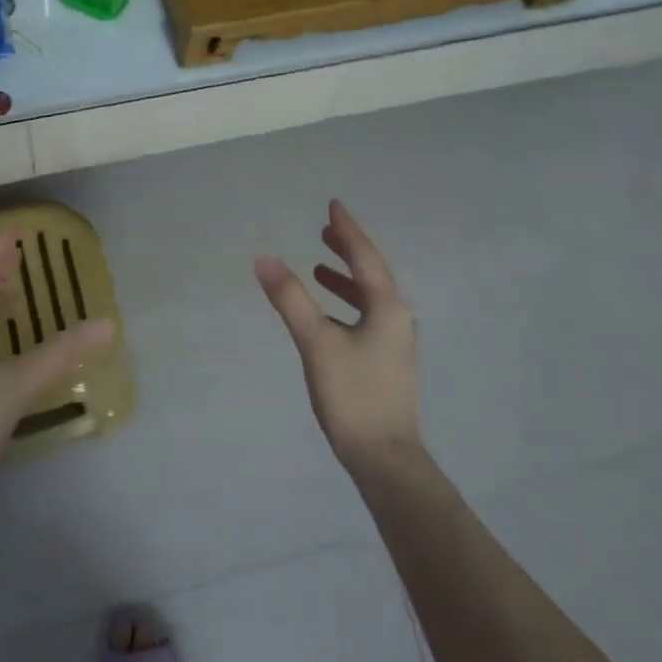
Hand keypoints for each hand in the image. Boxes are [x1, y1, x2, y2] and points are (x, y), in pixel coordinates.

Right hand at [255, 200, 422, 473]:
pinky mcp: (385, 362)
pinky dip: (346, 304)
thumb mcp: (317, 343)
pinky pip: (365, 316)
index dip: (347, 230)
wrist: (384, 457)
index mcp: (387, 308)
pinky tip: (327, 316)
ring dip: (346, 278)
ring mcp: (394, 342)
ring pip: (369, 297)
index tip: (333, 205)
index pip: (365, 257)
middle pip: (372, 273)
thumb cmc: (353, 395)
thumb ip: (291, 300)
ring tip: (320, 267)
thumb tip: (264, 259)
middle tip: (325, 230)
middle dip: (348, 250)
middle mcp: (396, 319)